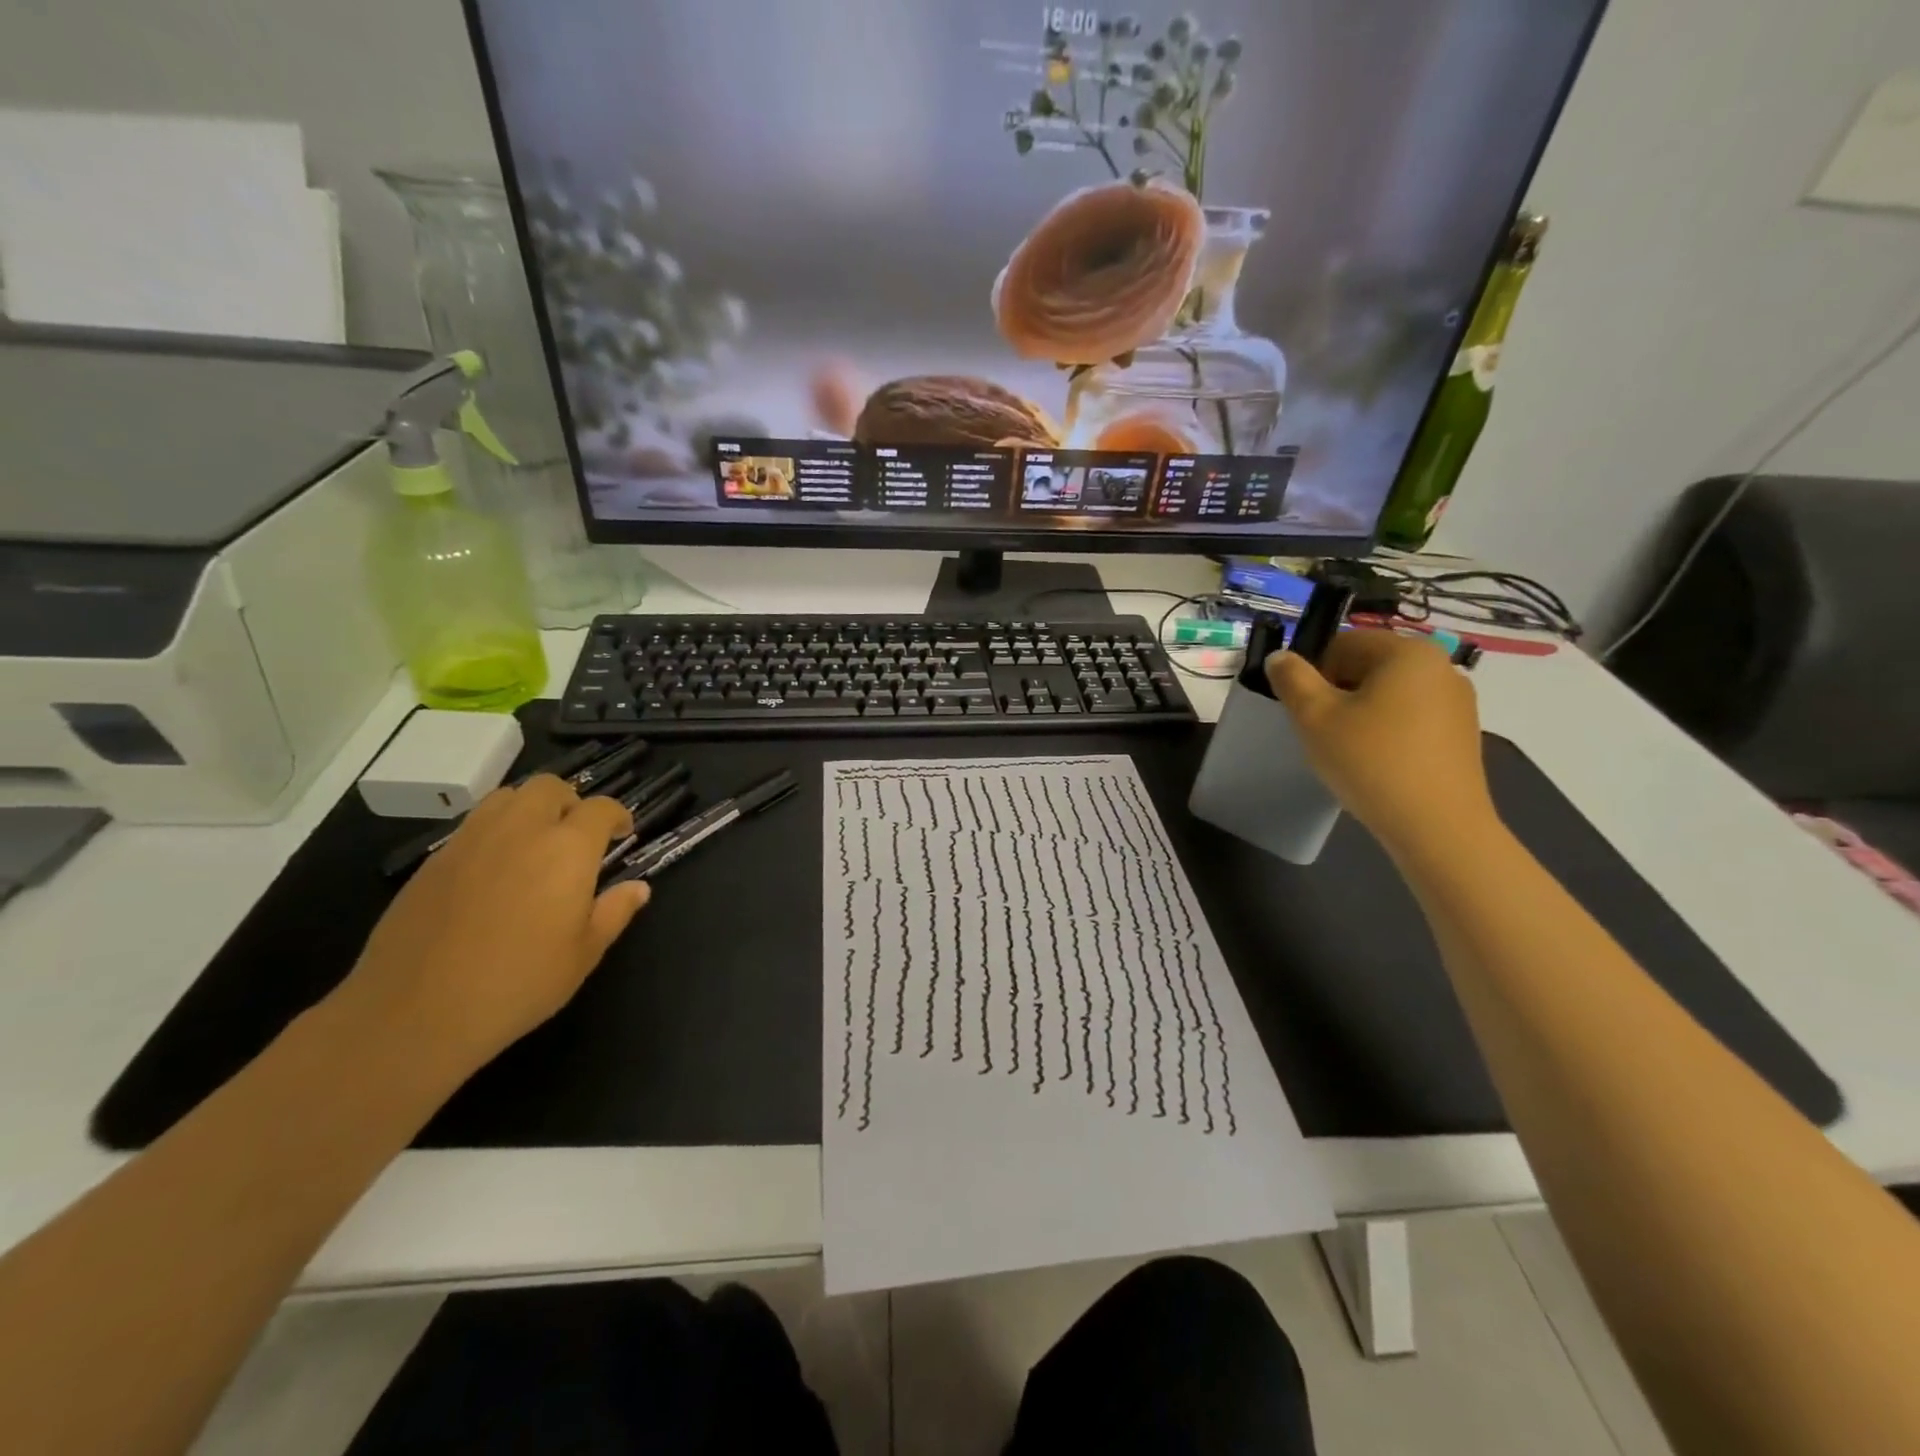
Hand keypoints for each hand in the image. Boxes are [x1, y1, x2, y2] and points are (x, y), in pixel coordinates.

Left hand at [334, 776, 650, 1074]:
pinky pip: (473, 826)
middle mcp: (521, 830)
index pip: (600, 808)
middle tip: (577, 835)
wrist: (415, 1011)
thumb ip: (614, 912)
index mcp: (567, 849)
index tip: (622, 833)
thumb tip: (638, 888)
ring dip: (530, 809)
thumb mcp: (583, 955)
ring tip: (535, 843)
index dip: (616, 815)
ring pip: (507, 798)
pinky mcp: (435, 861)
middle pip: (549, 787)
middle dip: (571, 802)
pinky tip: (495, 870)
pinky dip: (495, 832)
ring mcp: (472, 841)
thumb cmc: (518, 984)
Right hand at [1265, 629, 1496, 859]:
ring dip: (1361, 713)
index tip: (1305, 710)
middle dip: (1337, 693)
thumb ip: (1292, 678)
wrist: (1436, 827)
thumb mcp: (1315, 717)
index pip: (1343, 642)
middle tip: (1321, 732)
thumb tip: (1282, 657)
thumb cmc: (1370, 761)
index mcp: (1407, 652)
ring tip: (1348, 752)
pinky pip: (1411, 718)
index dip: (1313, 672)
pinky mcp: (1462, 734)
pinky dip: (1387, 732)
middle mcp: (1440, 666)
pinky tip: (1377, 764)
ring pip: (1389, 694)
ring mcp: (1457, 701)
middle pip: (1368, 666)